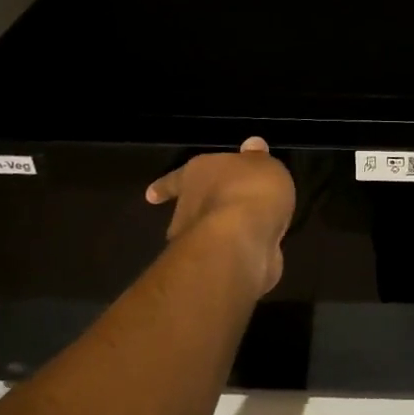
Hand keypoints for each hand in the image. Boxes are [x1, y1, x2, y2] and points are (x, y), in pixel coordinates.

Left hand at [146, 137, 295, 296]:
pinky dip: (239, 253)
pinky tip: (257, 251)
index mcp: (196, 174)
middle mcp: (188, 207)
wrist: (241, 241)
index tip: (150, 195)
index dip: (166, 185)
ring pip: (208, 234)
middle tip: (225, 211)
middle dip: (204, 211)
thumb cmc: (249, 189)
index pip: (176, 179)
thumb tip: (252, 145)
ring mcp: (197, 241)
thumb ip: (258, 159)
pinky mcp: (211, 269)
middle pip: (191, 207)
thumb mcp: (263, 164)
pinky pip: (228, 254)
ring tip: (249, 232)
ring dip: (223, 234)